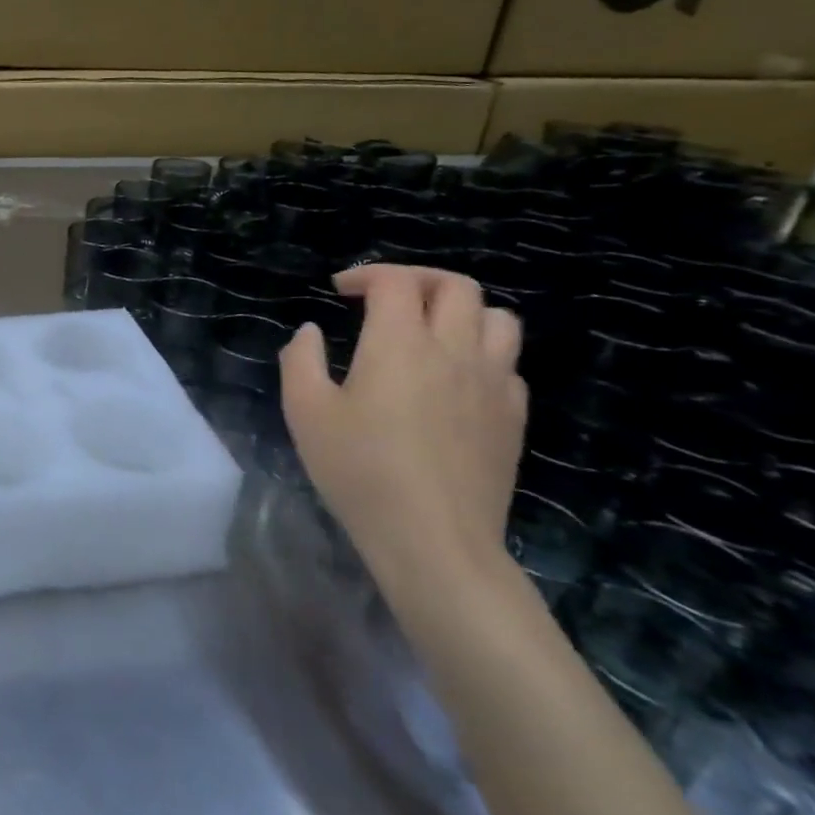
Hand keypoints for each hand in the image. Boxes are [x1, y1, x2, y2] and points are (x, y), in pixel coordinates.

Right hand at [280, 265, 525, 595]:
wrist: (433, 539)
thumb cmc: (360, 471)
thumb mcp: (305, 412)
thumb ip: (301, 361)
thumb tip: (309, 332)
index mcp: (400, 343)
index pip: (395, 282)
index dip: (366, 275)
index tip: (340, 292)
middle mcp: (454, 350)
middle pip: (456, 286)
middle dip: (418, 280)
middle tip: (386, 299)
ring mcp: (493, 383)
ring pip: (497, 318)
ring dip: (461, 311)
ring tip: (430, 330)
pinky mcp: (513, 416)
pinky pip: (508, 364)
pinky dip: (481, 354)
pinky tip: (455, 380)